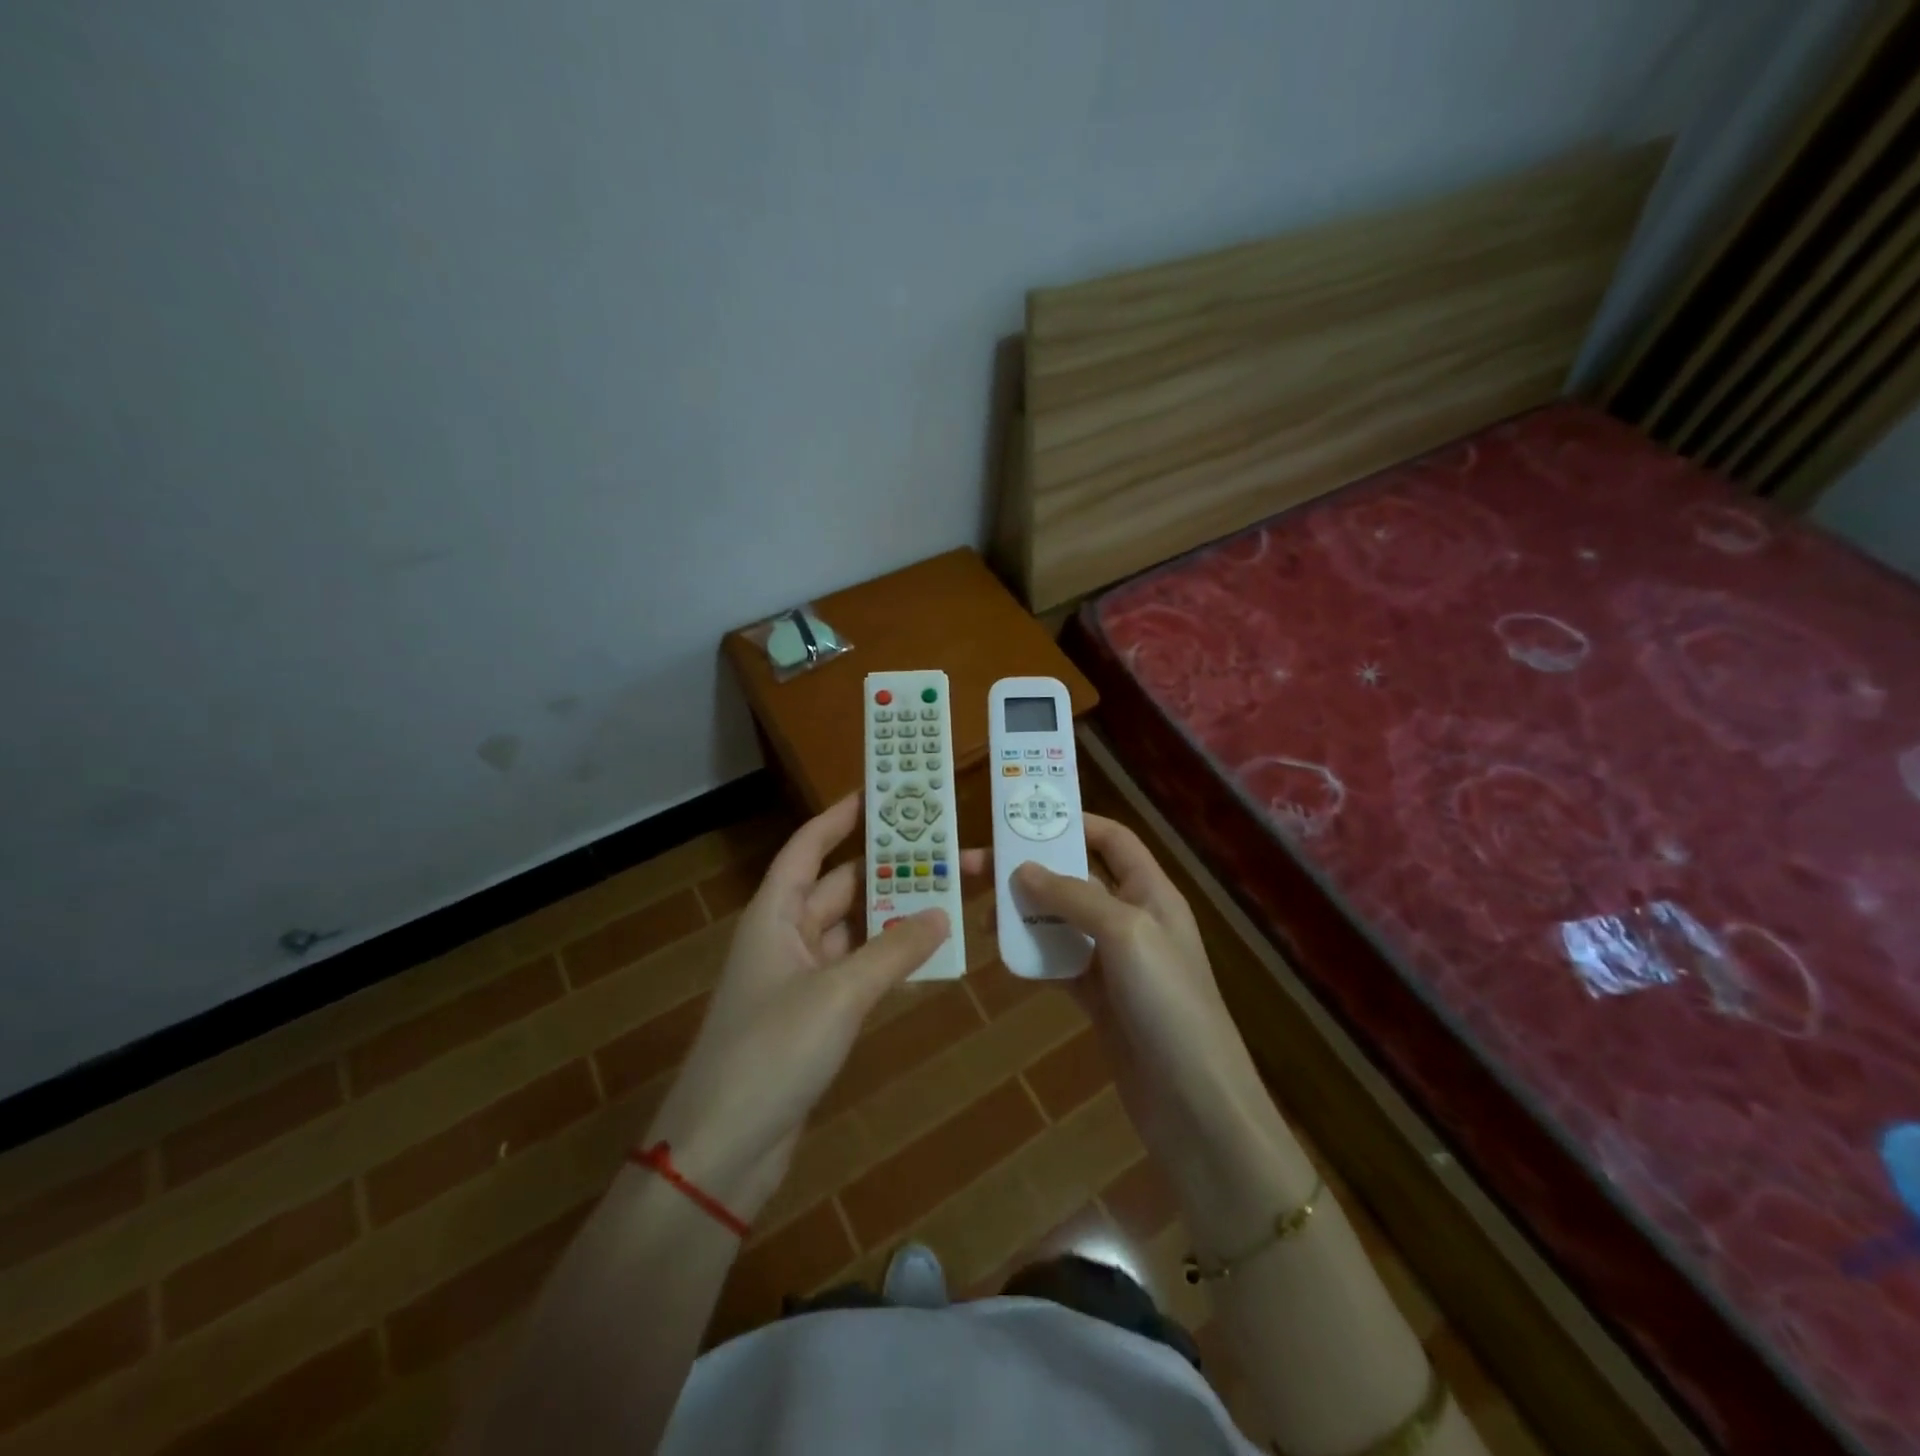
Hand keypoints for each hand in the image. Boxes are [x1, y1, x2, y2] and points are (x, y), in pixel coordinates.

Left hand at [643, 794, 984, 1224]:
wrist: (723, 1150)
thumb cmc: (771, 1051)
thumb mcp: (838, 994)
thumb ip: (893, 950)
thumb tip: (943, 912)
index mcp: (774, 915)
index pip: (808, 848)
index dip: (838, 817)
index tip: (879, 792)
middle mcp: (785, 937)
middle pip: (838, 886)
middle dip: (885, 867)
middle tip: (939, 846)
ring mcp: (799, 979)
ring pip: (852, 930)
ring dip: (892, 914)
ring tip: (947, 892)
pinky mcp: (813, 1018)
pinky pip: (857, 971)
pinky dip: (888, 959)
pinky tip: (926, 953)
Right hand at [1013, 816, 1313, 1249]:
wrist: (1195, 1105)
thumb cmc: (1167, 1003)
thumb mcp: (1125, 933)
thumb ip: (1074, 896)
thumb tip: (1023, 869)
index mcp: (1151, 893)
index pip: (1113, 840)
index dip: (1074, 823)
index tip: (1023, 820)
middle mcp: (1134, 919)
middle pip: (1077, 879)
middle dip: (1031, 870)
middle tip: (977, 868)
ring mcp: (1116, 963)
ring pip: (1063, 922)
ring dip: (1025, 914)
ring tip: (981, 916)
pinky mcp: (1101, 1001)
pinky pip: (1060, 964)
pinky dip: (1034, 956)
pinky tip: (1004, 957)